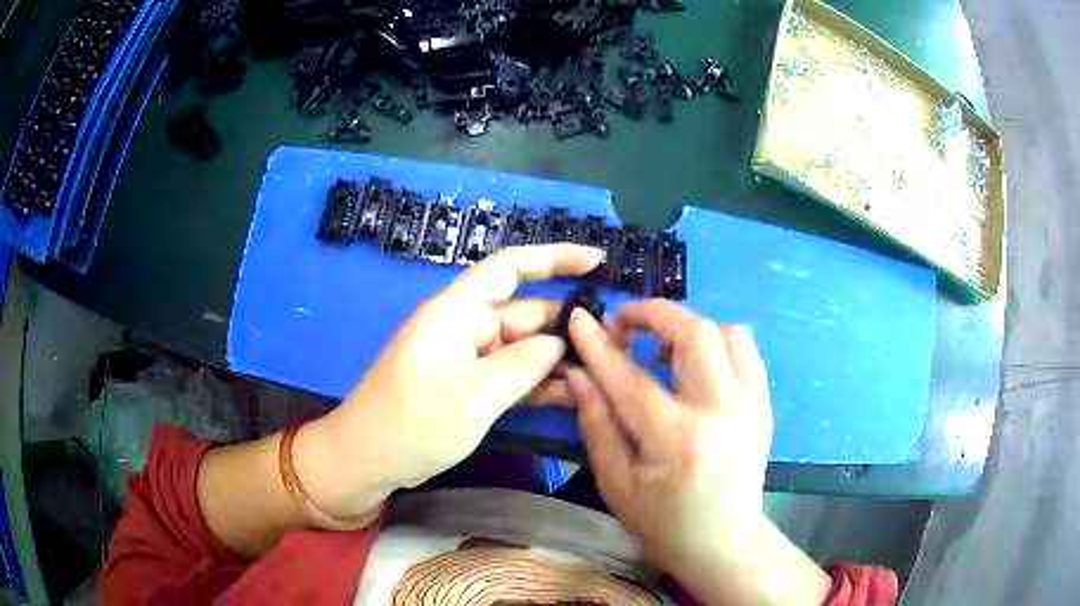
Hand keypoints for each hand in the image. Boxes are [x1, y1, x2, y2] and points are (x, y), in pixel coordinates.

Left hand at [295, 244, 602, 519]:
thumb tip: (560, 341)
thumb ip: (522, 365)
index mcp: (457, 313)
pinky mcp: (470, 385)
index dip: (554, 258)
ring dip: (557, 359)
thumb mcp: (472, 397)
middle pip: (525, 314)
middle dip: (567, 326)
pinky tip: (573, 394)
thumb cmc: (410, 425)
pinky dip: (538, 382)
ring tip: (603, 372)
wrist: (368, 461)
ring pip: (523, 348)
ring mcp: (468, 358)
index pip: (510, 268)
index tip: (597, 261)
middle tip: (615, 344)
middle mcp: (465, 327)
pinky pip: (512, 374)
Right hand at [567, 300, 829, 605]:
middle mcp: (723, 413)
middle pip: (695, 334)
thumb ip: (597, 424)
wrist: (724, 543)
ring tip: (662, 348)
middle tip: (626, 321)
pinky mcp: (764, 405)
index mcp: (679, 442)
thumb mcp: (617, 484)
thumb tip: (578, 374)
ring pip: (728, 332)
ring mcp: (752, 405)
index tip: (578, 318)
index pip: (633, 380)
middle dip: (655, 314)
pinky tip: (694, 364)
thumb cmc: (664, 524)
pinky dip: (717, 342)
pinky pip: (745, 351)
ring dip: (690, 327)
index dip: (600, 347)